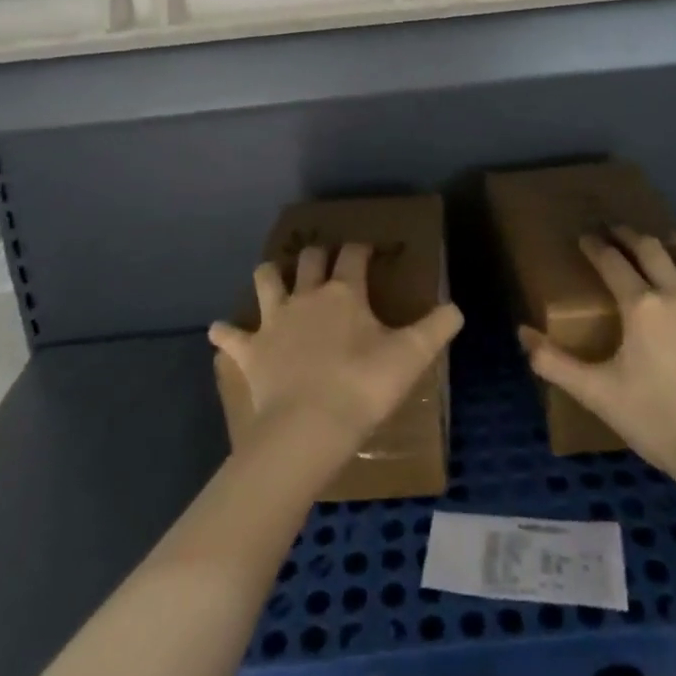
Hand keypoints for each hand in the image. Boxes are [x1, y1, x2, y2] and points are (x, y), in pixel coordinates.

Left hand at [210, 243, 463, 459]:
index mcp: (344, 292)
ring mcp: (274, 321)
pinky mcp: (251, 350)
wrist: (309, 426)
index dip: (361, 249)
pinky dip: (225, 333)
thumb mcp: (411, 356)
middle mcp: (306, 296)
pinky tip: (218, 331)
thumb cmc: (363, 386)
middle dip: (317, 255)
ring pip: (266, 281)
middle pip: (308, 259)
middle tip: (325, 261)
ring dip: (269, 276)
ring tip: (272, 277)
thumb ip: (437, 328)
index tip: (367, 250)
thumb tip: (457, 308)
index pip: (353, 255)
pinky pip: (231, 337)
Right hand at [519, 228, 675, 484]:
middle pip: (651, 246)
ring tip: (673, 244)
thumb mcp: (596, 393)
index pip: (610, 261)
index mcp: (640, 305)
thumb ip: (553, 362)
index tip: (585, 237)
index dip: (595, 245)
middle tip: (616, 232)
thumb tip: (521, 332)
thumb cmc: (657, 421)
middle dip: (629, 234)